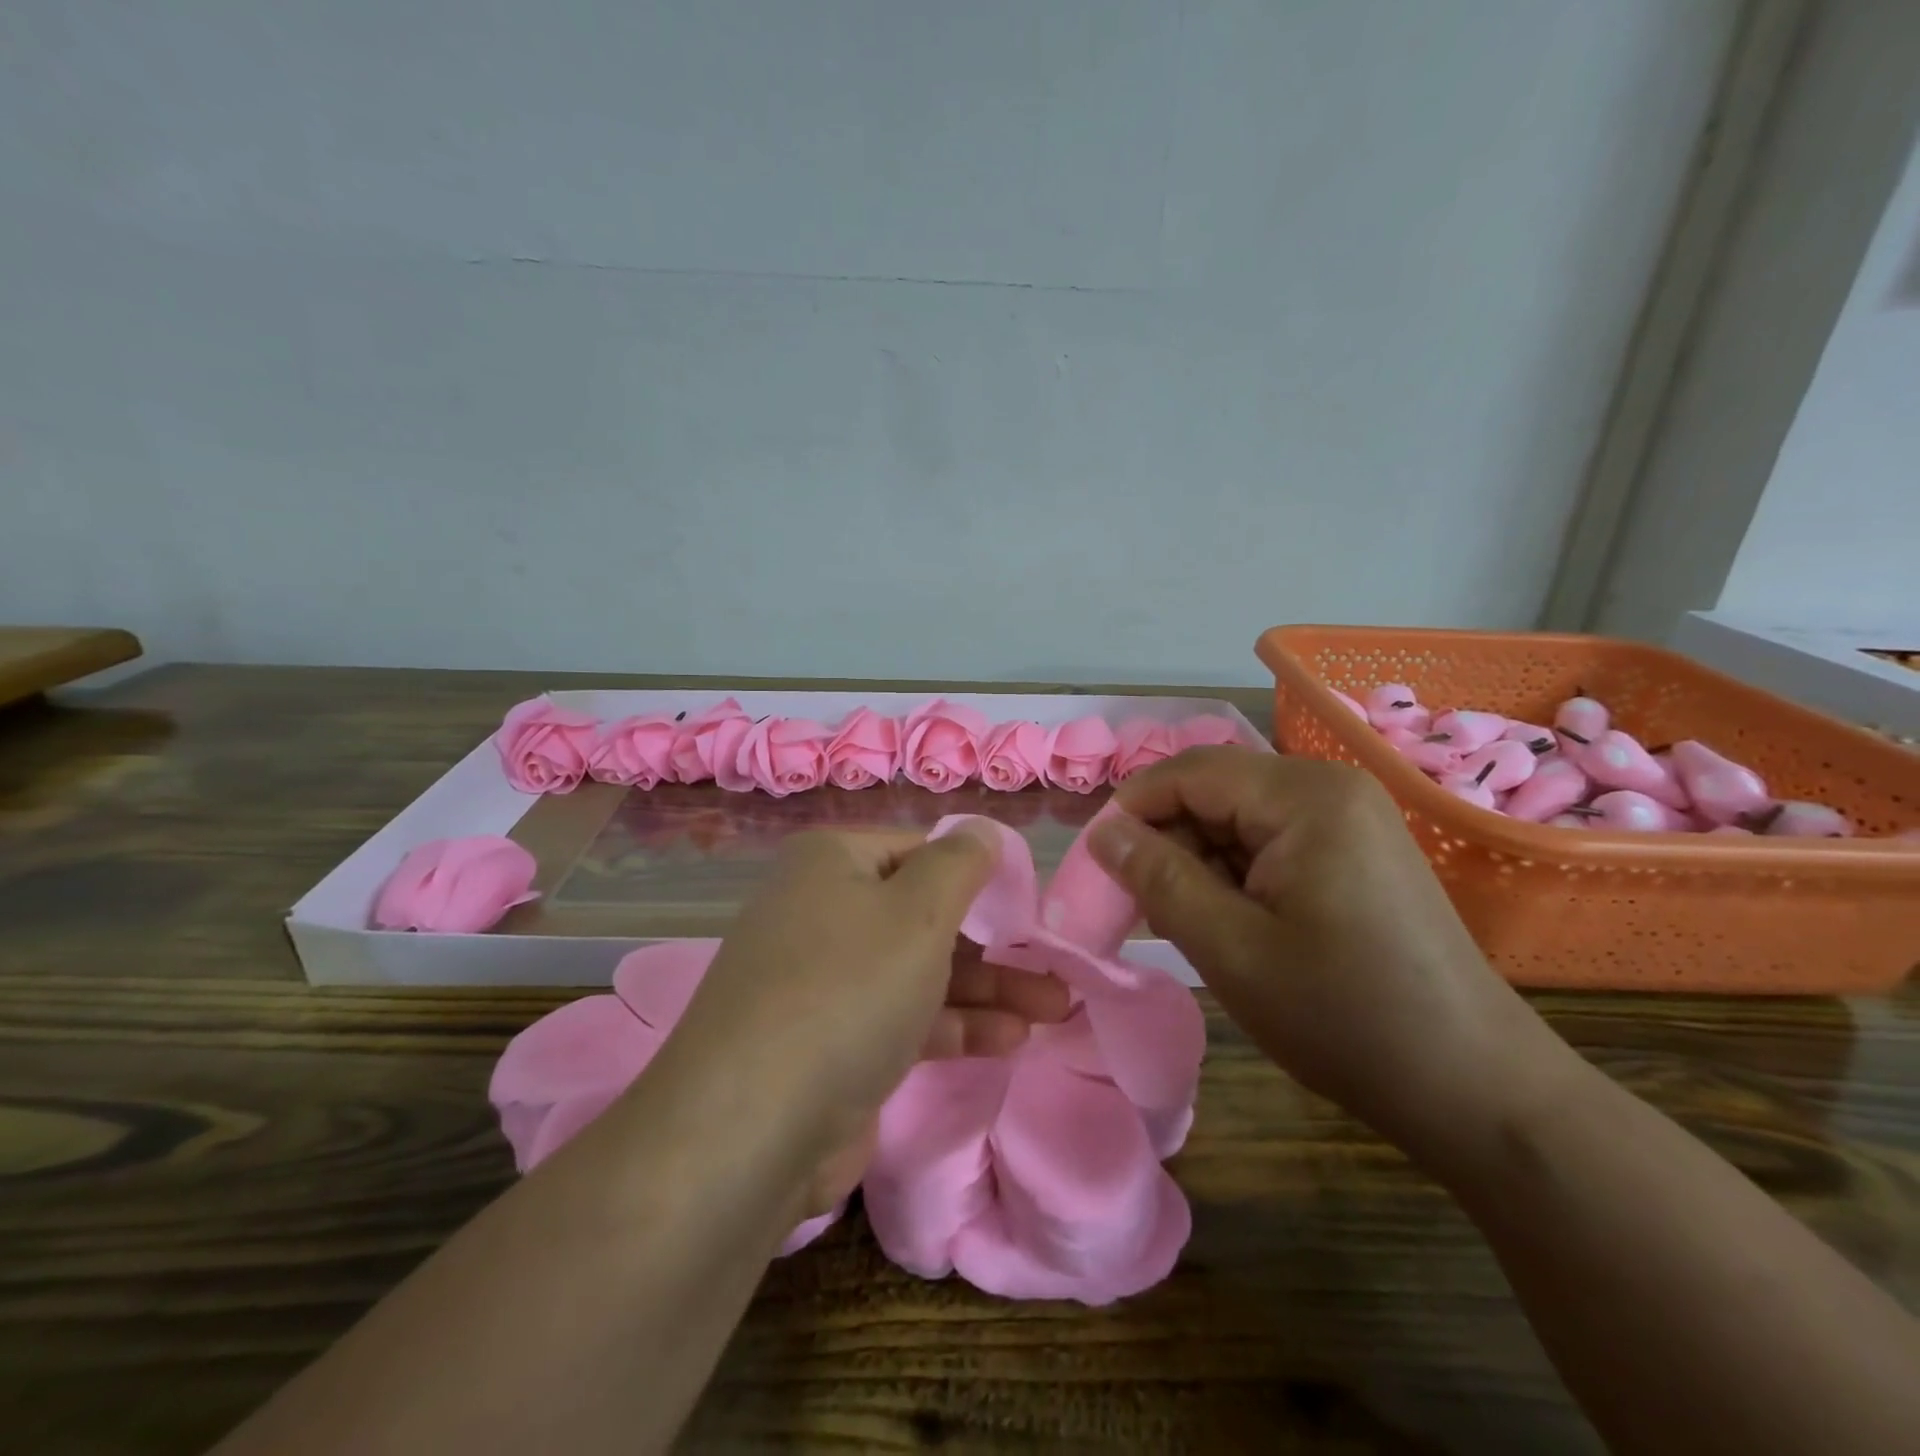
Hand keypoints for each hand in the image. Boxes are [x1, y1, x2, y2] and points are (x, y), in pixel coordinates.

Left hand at [664, 826, 1069, 1206]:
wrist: (752, 1127)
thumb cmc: (848, 989)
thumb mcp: (920, 910)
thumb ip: (963, 863)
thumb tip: (984, 831)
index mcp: (832, 863)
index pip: (921, 852)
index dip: (980, 878)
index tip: (1030, 910)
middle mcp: (822, 911)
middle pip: (924, 915)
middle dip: (994, 945)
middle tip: (1053, 968)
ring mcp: (823, 981)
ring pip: (920, 971)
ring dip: (987, 990)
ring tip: (1054, 1009)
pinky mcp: (831, 1042)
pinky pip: (902, 1019)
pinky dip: (954, 1025)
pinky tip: (1010, 1040)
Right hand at [1089, 748, 1572, 1161]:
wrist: (1477, 1089)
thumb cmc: (1345, 1018)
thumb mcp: (1230, 949)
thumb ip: (1157, 879)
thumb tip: (1102, 834)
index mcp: (1304, 796)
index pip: (1188, 772)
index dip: (1131, 811)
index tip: (1098, 868)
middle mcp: (1329, 788)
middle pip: (1214, 791)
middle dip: (1167, 842)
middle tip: (1142, 909)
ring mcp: (1350, 818)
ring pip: (1238, 818)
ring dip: (1199, 863)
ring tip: (1187, 925)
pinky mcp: (1357, 850)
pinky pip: (1272, 841)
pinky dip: (1235, 874)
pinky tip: (1231, 924)